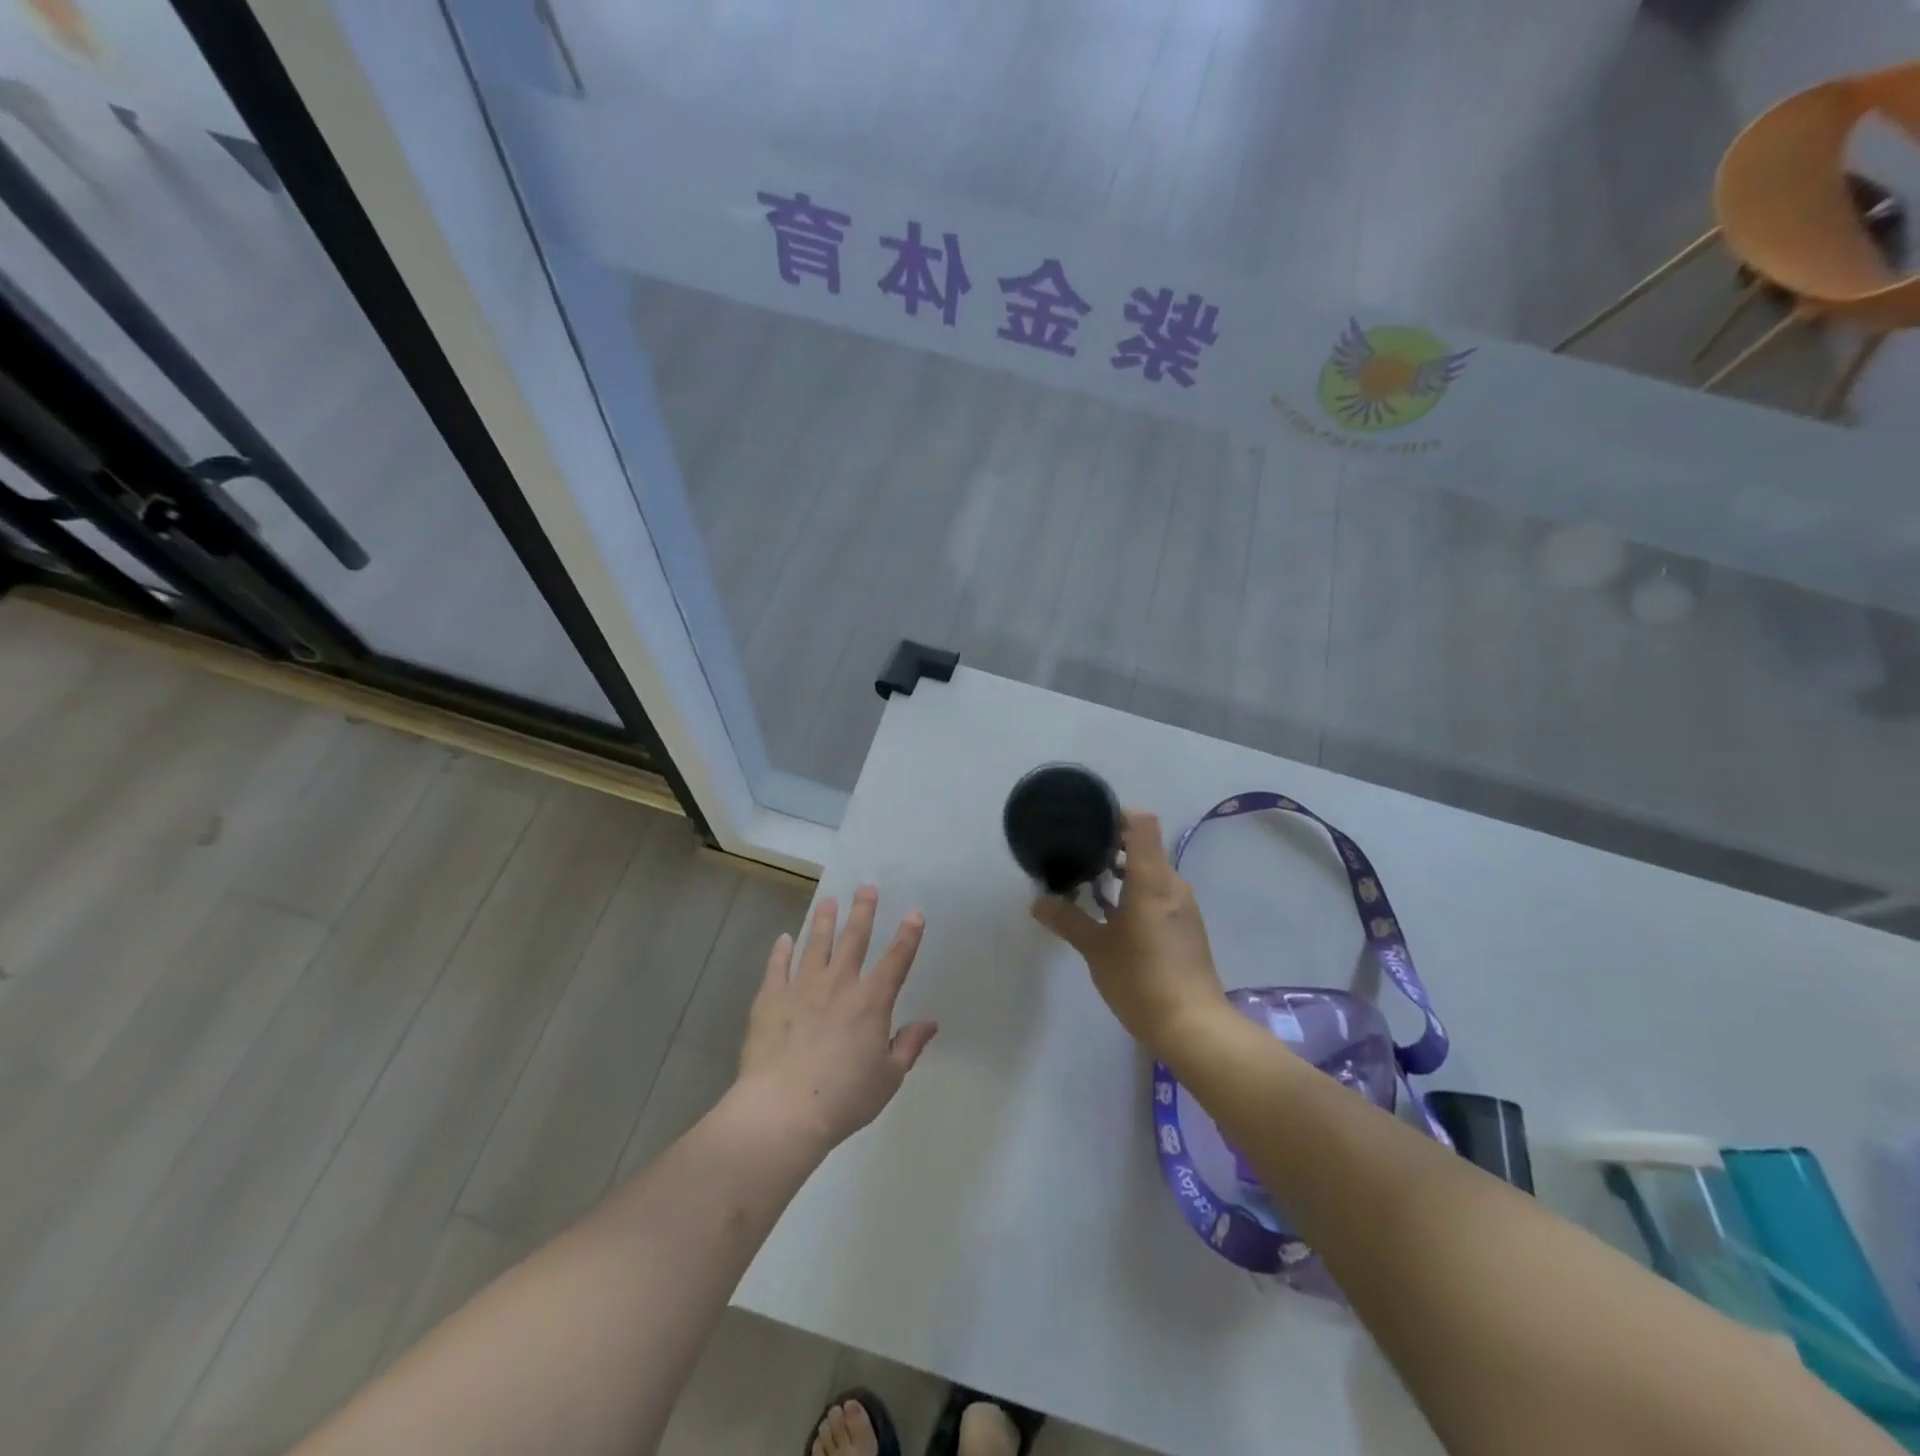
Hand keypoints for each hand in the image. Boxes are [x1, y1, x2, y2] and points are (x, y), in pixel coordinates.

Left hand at [734, 885, 937, 1151]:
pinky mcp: (770, 999)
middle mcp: (839, 985)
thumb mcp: (888, 1078)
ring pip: (815, 944)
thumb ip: (908, 1046)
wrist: (783, 1110)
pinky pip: (777, 967)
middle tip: (866, 887)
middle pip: (854, 939)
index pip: (896, 960)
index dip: (908, 935)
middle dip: (862, 911)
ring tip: (827, 901)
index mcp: (871, 1002)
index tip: (914, 912)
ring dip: (823, 921)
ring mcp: (801, 988)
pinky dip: (781, 951)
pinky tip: (783, 938)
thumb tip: (930, 1022)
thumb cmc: (843, 1098)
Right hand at [1031, 809, 1224, 1055]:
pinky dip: (1135, 892)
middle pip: (1145, 846)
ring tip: (1089, 884)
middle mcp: (1172, 884)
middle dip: (1111, 845)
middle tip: (1077, 853)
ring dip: (1122, 871)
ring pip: (1151, 872)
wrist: (1193, 1027)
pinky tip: (1111, 915)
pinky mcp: (1186, 927)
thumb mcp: (1096, 949)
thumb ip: (1067, 920)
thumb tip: (1038, 902)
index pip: (1141, 824)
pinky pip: (1158, 893)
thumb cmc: (1141, 979)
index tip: (1088, 821)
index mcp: (1152, 879)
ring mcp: (1183, 906)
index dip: (1116, 814)